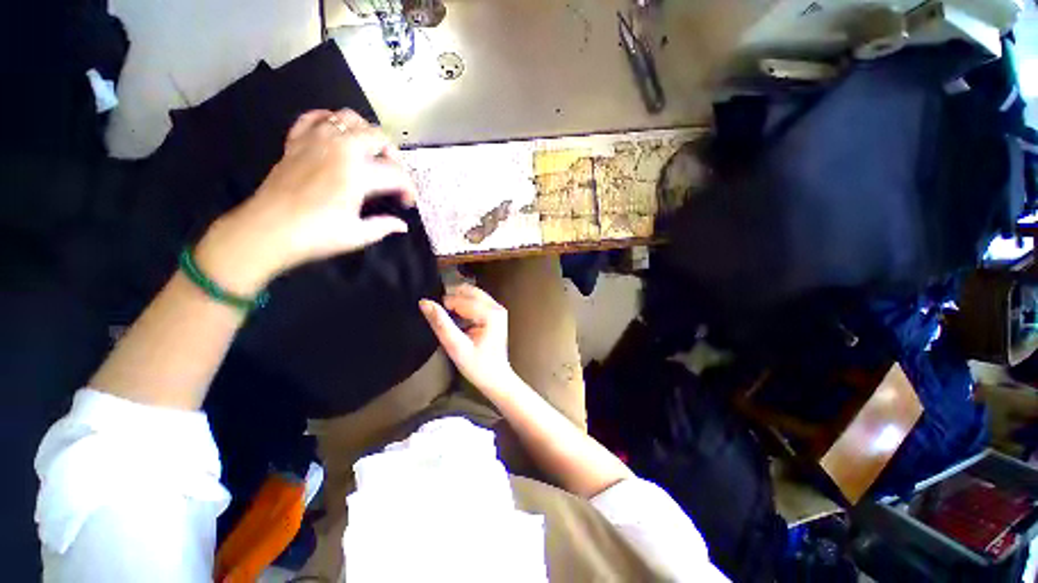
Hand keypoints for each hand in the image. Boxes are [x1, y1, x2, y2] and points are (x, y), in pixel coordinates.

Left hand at [195, 109, 416, 294]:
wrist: (267, 231)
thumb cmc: (315, 235)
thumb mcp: (357, 235)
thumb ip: (384, 226)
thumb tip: (402, 226)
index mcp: (358, 174)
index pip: (396, 174)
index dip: (408, 189)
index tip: (407, 203)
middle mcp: (340, 149)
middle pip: (378, 136)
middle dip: (394, 156)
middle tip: (393, 175)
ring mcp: (315, 140)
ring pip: (349, 118)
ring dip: (366, 132)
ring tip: (370, 152)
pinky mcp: (296, 141)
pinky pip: (314, 117)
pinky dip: (329, 120)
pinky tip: (337, 135)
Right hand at [419, 284, 517, 392]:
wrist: (497, 378)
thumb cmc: (478, 366)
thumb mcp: (456, 347)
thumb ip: (441, 324)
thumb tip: (425, 302)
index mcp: (490, 313)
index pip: (460, 298)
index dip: (444, 306)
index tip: (438, 320)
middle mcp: (496, 306)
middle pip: (468, 291)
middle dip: (452, 300)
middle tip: (442, 317)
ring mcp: (498, 308)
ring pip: (472, 294)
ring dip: (458, 301)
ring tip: (449, 319)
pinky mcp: (496, 313)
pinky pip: (477, 300)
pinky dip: (464, 305)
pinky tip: (459, 320)